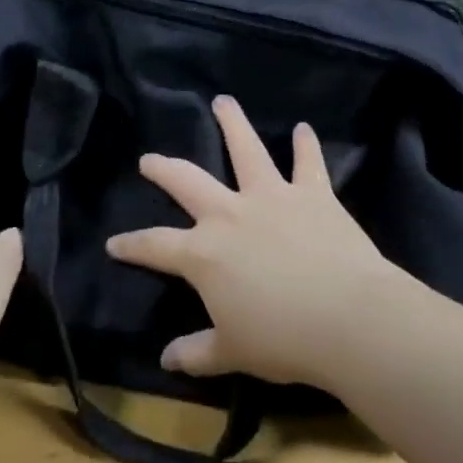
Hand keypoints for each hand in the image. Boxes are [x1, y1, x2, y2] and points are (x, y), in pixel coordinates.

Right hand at [106, 97, 406, 388]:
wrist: (347, 318)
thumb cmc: (282, 339)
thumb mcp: (232, 352)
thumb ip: (197, 352)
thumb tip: (167, 360)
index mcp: (204, 254)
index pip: (155, 246)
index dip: (131, 245)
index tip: (114, 243)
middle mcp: (231, 215)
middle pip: (188, 182)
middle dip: (164, 169)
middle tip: (149, 159)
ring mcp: (273, 198)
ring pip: (247, 151)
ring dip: (233, 124)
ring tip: (223, 102)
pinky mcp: (313, 195)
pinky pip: (309, 163)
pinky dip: (306, 145)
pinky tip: (304, 129)